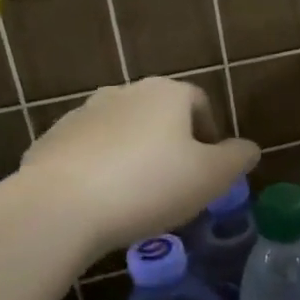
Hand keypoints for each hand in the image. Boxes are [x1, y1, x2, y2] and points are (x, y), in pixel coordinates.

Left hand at [16, 78, 258, 256]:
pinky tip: (103, 203)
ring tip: (138, 198)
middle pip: (159, 116)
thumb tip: (248, 148)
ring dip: (135, 157)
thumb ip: (237, 158)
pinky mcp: (50, 141)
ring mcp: (81, 114)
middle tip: (178, 185)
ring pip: (122, 133)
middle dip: (172, 145)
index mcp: (165, 93)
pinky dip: (100, 170)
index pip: (199, 102)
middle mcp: (123, 93)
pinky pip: (88, 153)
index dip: (210, 134)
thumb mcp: (211, 177)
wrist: (60, 207)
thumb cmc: (149, 185)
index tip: (210, 168)